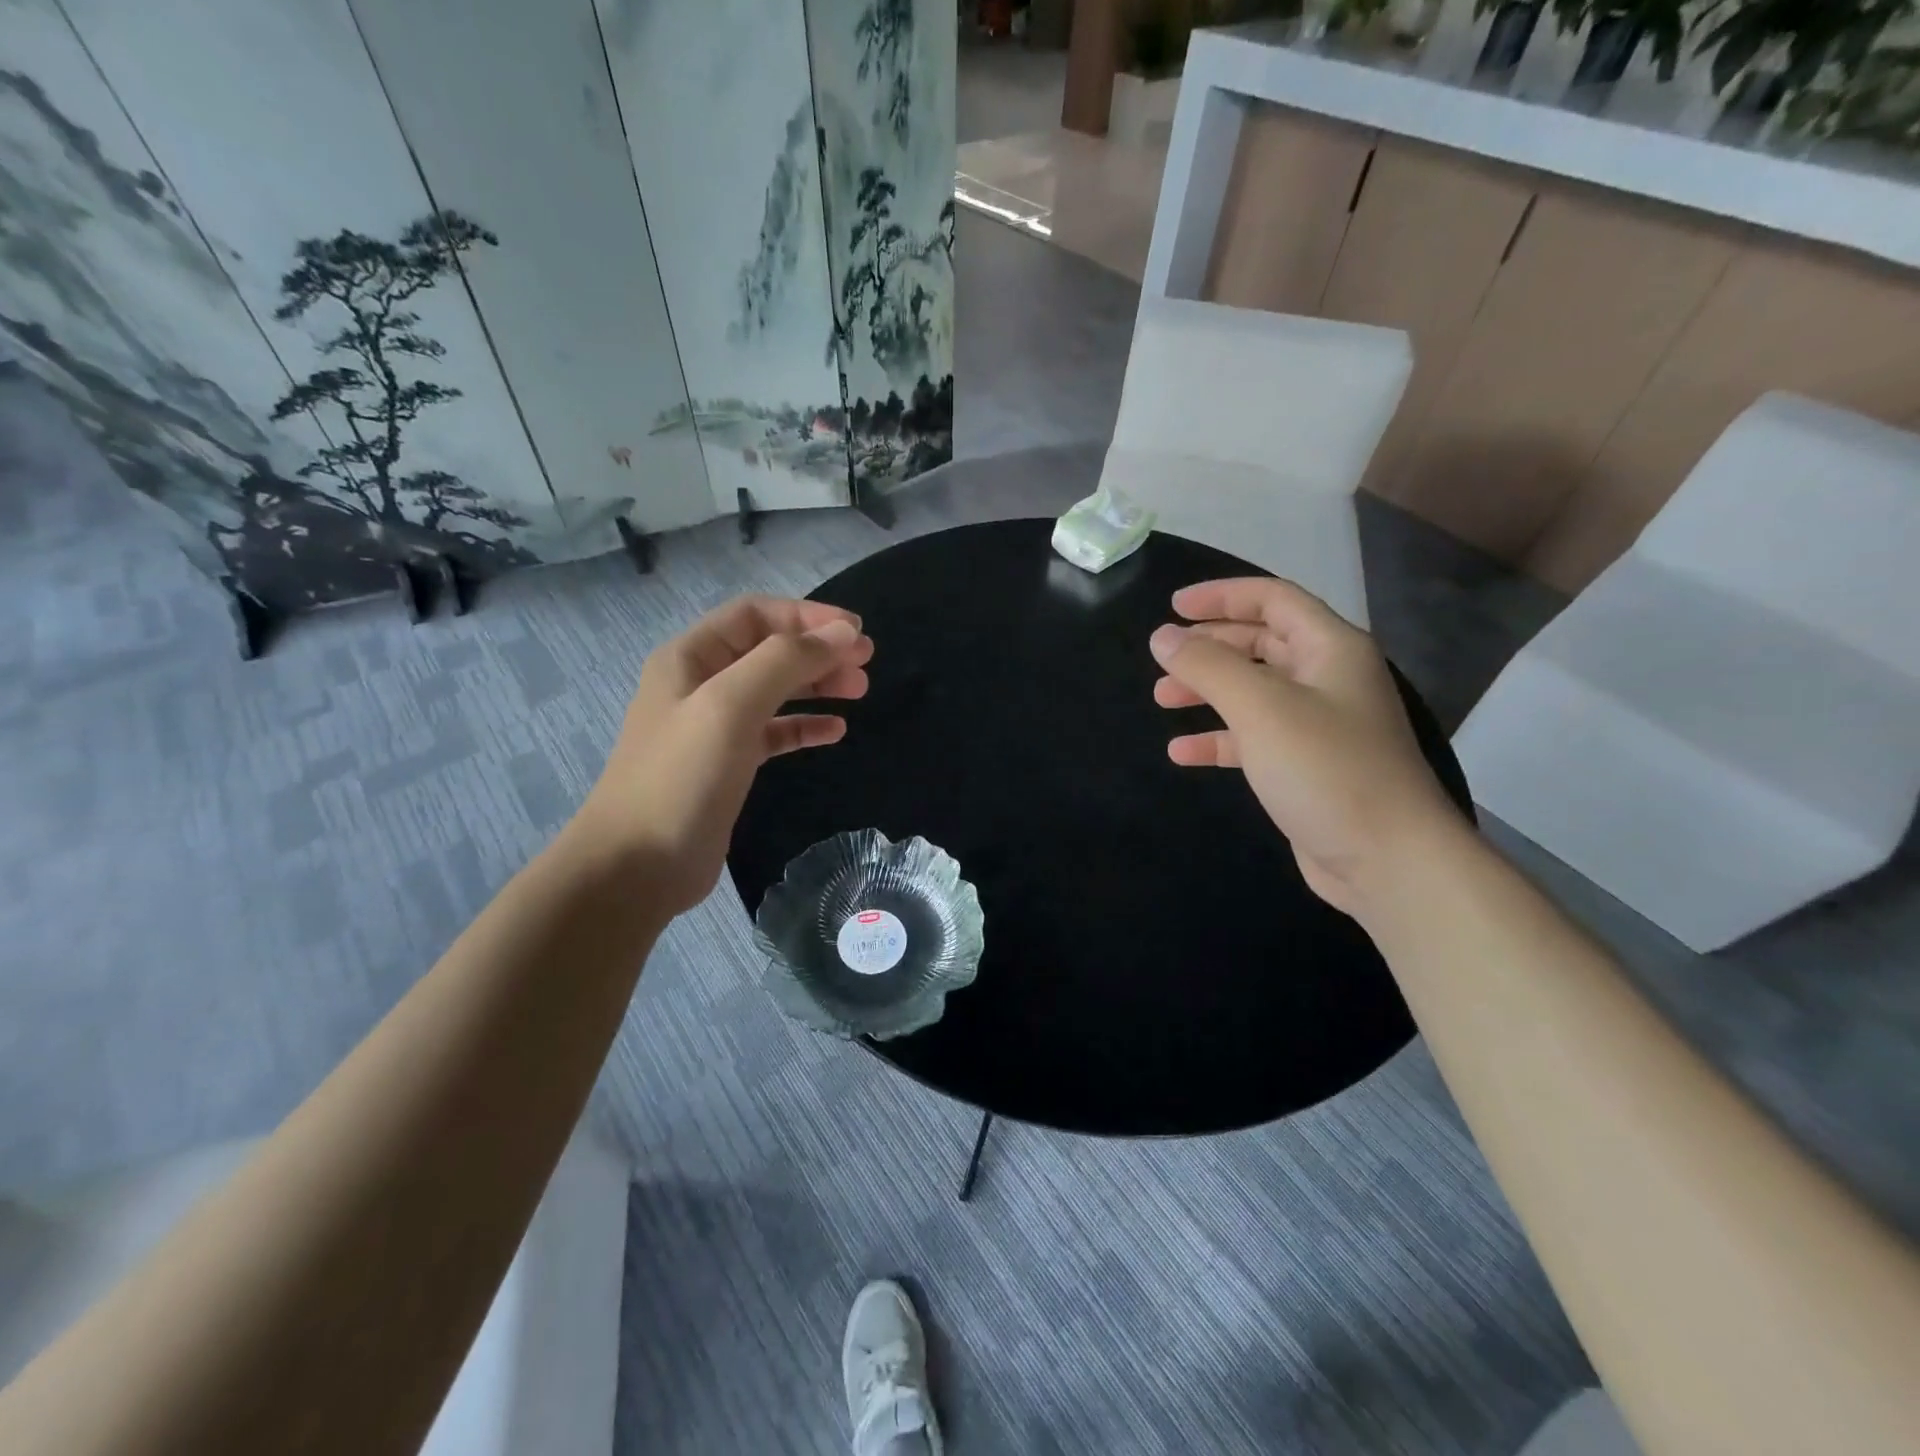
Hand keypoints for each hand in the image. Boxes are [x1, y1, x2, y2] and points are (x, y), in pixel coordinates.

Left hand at [577, 595, 872, 915]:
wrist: (638, 865)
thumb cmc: (682, 776)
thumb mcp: (732, 705)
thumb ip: (787, 661)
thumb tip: (844, 632)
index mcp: (691, 657)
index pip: (755, 614)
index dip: (807, 616)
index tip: (856, 632)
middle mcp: (700, 684)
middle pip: (769, 651)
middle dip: (818, 651)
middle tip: (866, 665)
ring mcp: (713, 727)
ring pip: (775, 691)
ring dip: (816, 685)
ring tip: (859, 691)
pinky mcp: (728, 765)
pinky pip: (773, 734)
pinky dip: (804, 727)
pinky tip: (835, 732)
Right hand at [1150, 578, 1463, 918]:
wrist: (1387, 860)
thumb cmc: (1326, 769)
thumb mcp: (1260, 708)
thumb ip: (1208, 666)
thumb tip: (1163, 637)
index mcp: (1330, 649)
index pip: (1273, 600)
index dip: (1221, 596)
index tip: (1172, 607)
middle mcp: (1328, 679)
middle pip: (1261, 644)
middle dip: (1209, 647)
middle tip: (1163, 657)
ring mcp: (1319, 725)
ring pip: (1253, 692)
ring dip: (1207, 691)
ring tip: (1162, 699)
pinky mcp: (1305, 766)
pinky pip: (1253, 738)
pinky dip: (1218, 739)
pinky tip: (1182, 752)